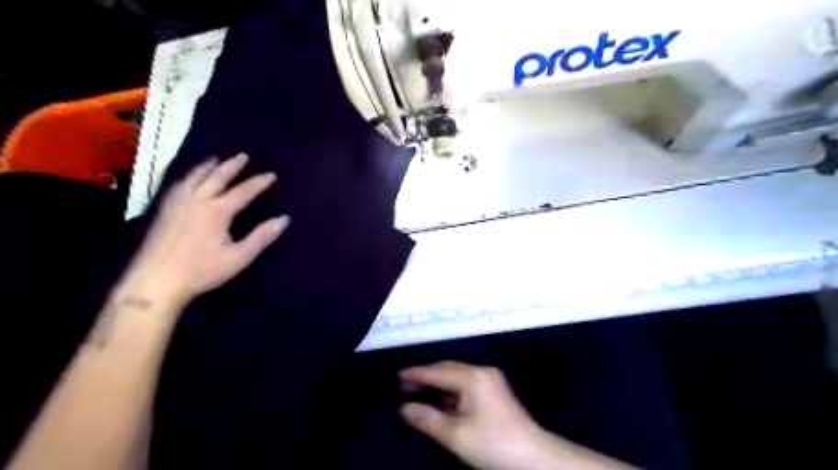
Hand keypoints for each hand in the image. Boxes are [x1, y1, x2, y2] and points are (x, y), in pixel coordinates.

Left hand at [116, 155, 290, 305]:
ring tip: (216, 159)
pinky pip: (179, 184)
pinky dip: (189, 176)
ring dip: (208, 166)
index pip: (243, 191)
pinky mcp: (164, 210)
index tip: (272, 175)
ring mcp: (178, 203)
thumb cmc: (202, 270)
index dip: (259, 182)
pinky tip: (189, 179)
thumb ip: (262, 236)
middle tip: (243, 156)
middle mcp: (197, 200)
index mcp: (217, 211)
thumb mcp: (239, 257)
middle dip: (232, 166)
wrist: (156, 281)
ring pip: (195, 177)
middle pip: (217, 177)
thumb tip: (284, 219)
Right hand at [399, 364, 635, 469]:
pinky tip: (441, 400)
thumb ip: (427, 419)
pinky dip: (450, 390)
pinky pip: (466, 383)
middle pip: (448, 369)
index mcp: (472, 378)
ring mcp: (490, 380)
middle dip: (427, 376)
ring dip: (438, 383)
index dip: (417, 374)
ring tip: (419, 391)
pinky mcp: (494, 390)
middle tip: (405, 385)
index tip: (398, 375)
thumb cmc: (493, 444)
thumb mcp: (456, 435)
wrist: (534, 457)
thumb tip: (404, 408)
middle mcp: (482, 372)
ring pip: (457, 376)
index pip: (438, 372)